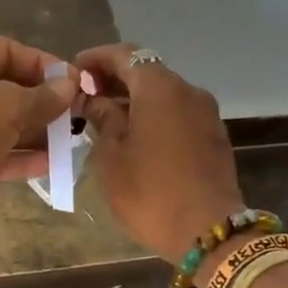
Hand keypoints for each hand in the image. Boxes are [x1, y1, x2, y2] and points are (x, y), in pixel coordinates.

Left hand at [0, 36, 78, 185]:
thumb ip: (41, 97)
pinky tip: (48, 165)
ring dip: (33, 132)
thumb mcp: (5, 108)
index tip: (73, 84)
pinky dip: (16, 155)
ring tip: (68, 143)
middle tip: (74, 117)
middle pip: (5, 87)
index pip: (8, 50)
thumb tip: (69, 86)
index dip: (43, 64)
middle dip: (41, 102)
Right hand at [74, 44, 244, 263]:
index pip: (125, 55)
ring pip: (163, 94)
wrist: (208, 232)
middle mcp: (188, 91)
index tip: (74, 71)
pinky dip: (153, 115)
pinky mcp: (213, 137)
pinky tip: (133, 136)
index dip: (97, 59)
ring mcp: (206, 114)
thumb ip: (102, 118)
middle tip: (85, 96)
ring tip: (104, 118)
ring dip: (134, 99)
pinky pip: (177, 113)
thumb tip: (93, 99)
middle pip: (147, 71)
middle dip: (115, 79)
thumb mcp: (111, 155)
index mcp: (160, 88)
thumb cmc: (149, 191)